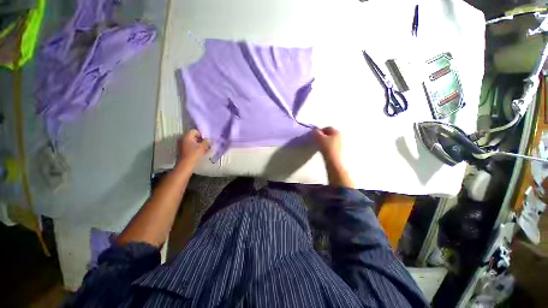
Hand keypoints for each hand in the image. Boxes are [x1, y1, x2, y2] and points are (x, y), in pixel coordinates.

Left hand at [177, 129, 209, 165]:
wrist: (185, 165)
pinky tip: (199, 153)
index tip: (205, 140)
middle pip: (193, 136)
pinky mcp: (181, 150)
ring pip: (192, 142)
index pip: (195, 131)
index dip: (201, 135)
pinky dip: (194, 148)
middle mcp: (182, 139)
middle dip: (200, 140)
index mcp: (186, 136)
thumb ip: (206, 141)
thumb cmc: (194, 155)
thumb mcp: (202, 147)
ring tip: (203, 150)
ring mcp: (181, 145)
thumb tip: (208, 139)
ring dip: (198, 144)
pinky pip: (189, 146)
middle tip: (206, 145)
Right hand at [313, 127, 353, 187]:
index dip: (320, 130)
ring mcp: (340, 144)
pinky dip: (326, 146)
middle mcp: (340, 136)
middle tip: (316, 140)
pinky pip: (331, 145)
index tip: (314, 135)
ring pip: (330, 140)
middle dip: (322, 136)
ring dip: (324, 141)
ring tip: (318, 145)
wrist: (334, 161)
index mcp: (337, 132)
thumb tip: (313, 130)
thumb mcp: (320, 138)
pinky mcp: (339, 150)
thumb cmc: (327, 147)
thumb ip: (316, 133)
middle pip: (329, 134)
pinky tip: (323, 150)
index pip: (327, 128)